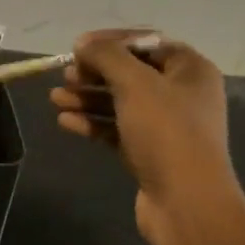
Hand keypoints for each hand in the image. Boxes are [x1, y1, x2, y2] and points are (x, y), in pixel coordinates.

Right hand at [50, 30, 244, 244]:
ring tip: (55, 98)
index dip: (111, 41)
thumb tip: (83, 44)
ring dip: (87, 98)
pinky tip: (65, 121)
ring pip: (120, 103)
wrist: (186, 202)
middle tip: (66, 75)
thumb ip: (107, 56)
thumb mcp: (135, 84)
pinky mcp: (148, 152)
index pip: (147, 43)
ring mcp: (164, 126)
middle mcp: (181, 95)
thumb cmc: (166, 133)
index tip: (78, 46)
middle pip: (131, 73)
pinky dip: (92, 123)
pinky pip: (116, 129)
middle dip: (95, 72)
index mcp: (190, 70)